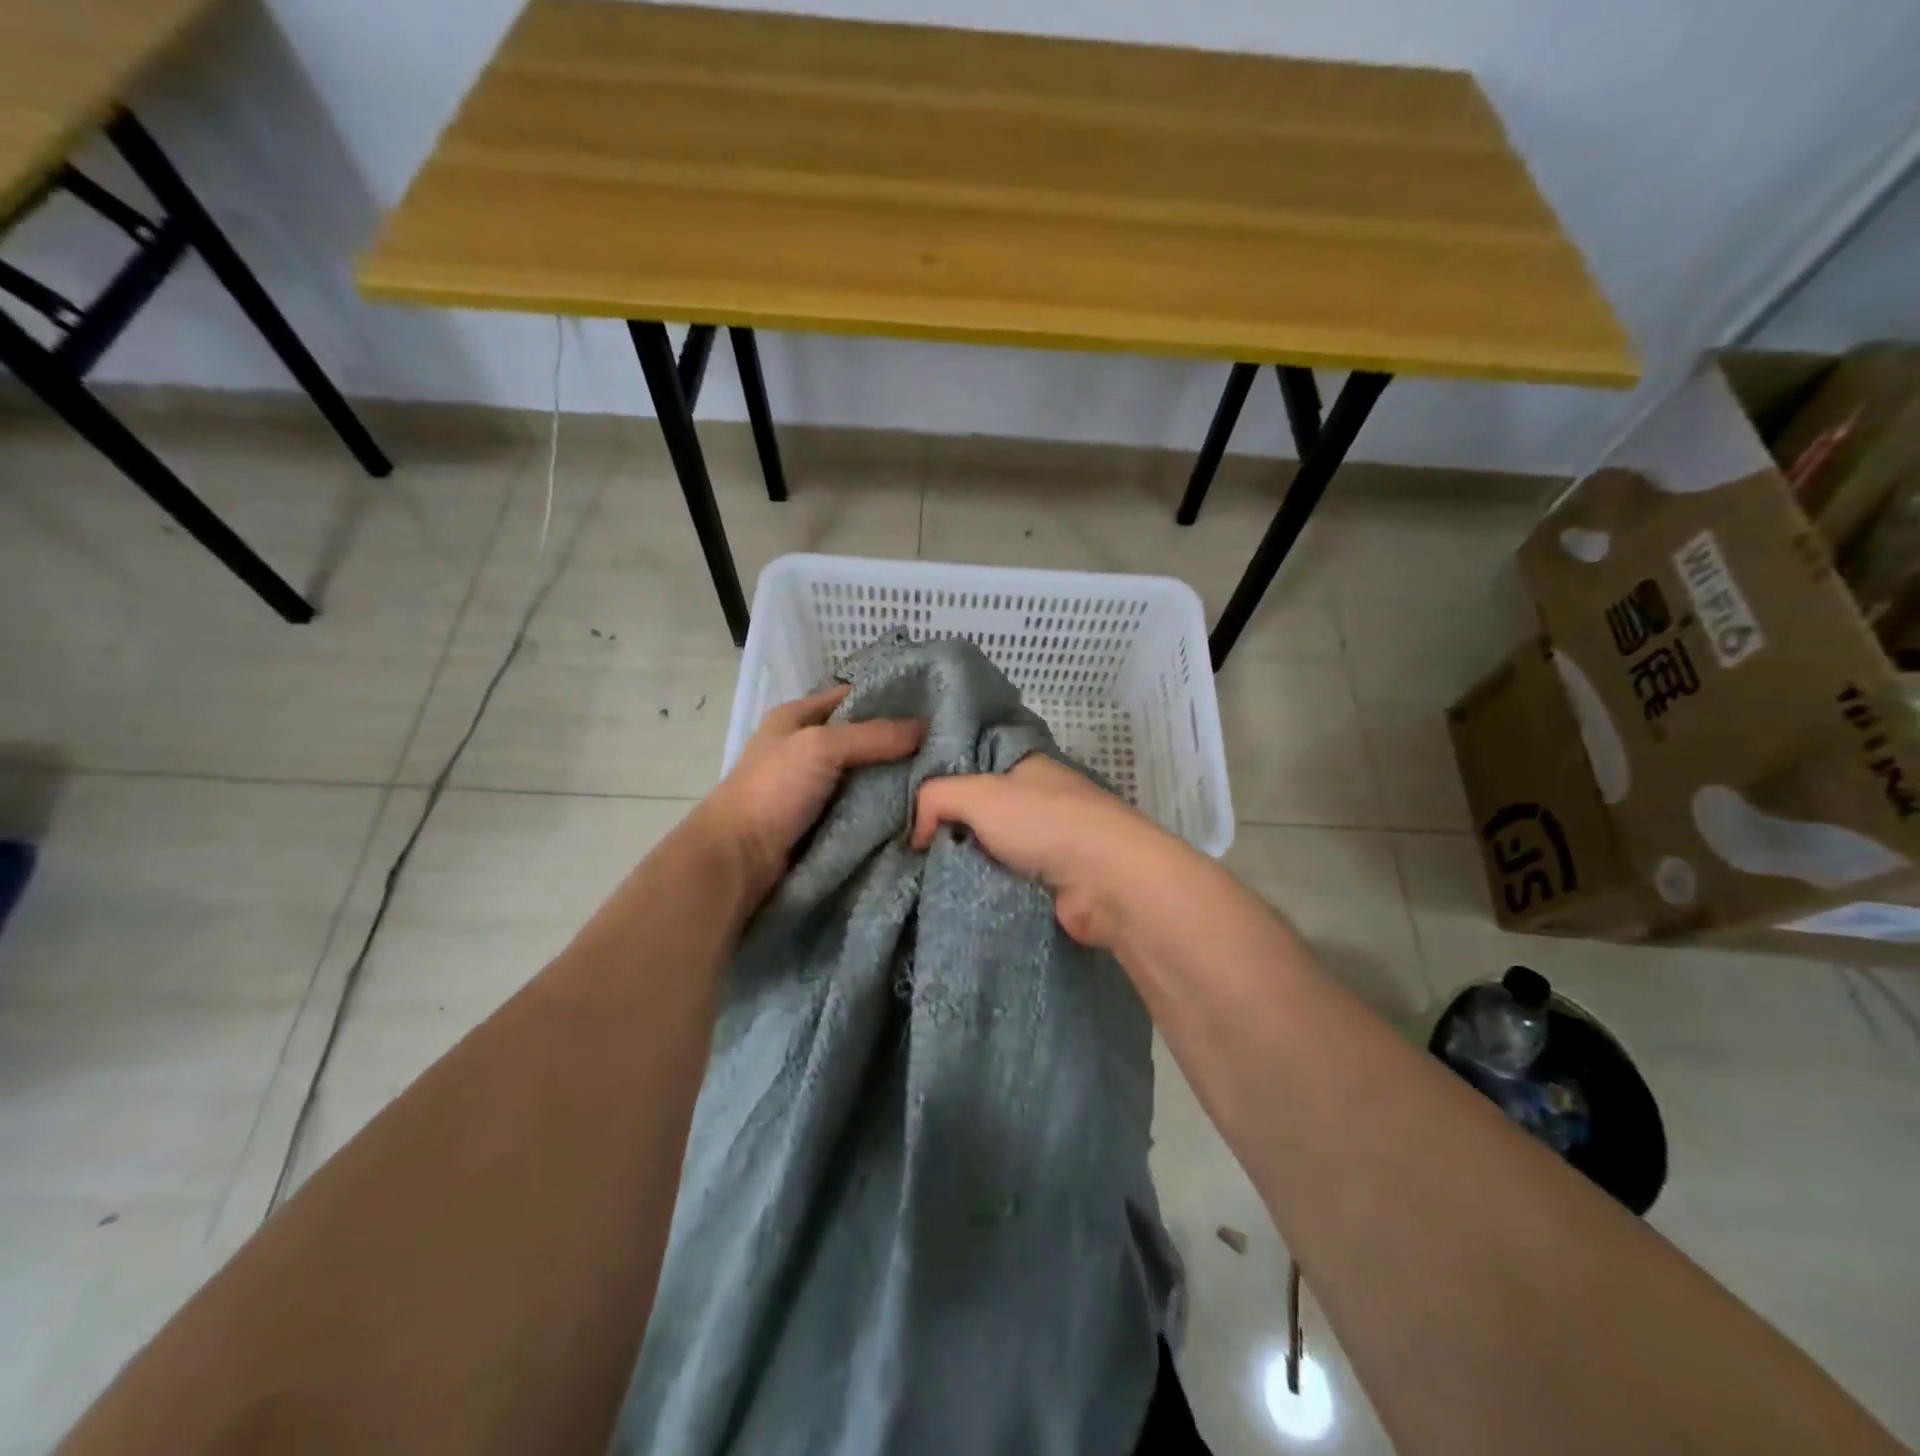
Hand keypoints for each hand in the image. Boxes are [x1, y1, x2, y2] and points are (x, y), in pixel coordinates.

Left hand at [700, 685, 923, 904]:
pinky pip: (865, 806)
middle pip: (864, 737)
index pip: (852, 696)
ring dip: (897, 777)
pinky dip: (887, 806)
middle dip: (900, 742)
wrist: (740, 859)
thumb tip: (926, 728)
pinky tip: (921, 805)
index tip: (933, 705)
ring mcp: (817, 787)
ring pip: (868, 774)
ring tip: (942, 775)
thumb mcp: (821, 747)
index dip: (889, 697)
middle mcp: (807, 747)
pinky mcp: (826, 820)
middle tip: (948, 745)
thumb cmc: (774, 789)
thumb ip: (874, 735)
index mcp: (796, 717)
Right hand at [911, 755, 1176, 946]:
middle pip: (980, 810)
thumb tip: (915, 833)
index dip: (941, 780)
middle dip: (947, 827)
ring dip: (963, 862)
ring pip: (990, 849)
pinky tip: (951, 897)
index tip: (904, 804)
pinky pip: (1004, 880)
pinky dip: (983, 887)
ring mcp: (1049, 842)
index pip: (974, 764)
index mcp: (1027, 766)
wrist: (1108, 881)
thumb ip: (935, 797)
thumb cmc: (1044, 823)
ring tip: (918, 877)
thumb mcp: (978, 793)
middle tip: (904, 847)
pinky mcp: (1053, 882)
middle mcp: (1039, 799)